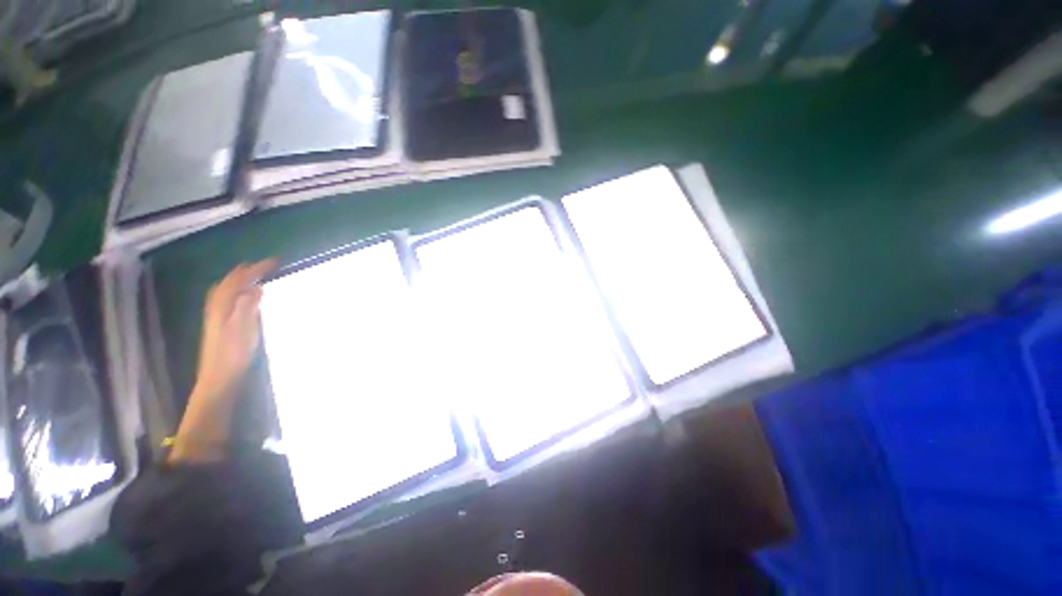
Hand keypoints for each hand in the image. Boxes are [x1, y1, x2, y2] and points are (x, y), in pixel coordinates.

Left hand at [170, 260, 274, 463]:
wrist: (218, 378)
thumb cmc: (233, 355)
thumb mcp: (244, 331)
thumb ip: (248, 308)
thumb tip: (256, 288)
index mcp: (223, 307)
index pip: (238, 280)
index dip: (255, 269)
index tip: (274, 261)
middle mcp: (216, 307)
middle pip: (229, 282)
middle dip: (247, 271)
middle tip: (266, 265)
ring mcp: (216, 316)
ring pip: (226, 289)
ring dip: (240, 279)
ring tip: (254, 274)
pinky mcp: (219, 324)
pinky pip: (227, 298)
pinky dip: (236, 290)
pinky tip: (244, 296)